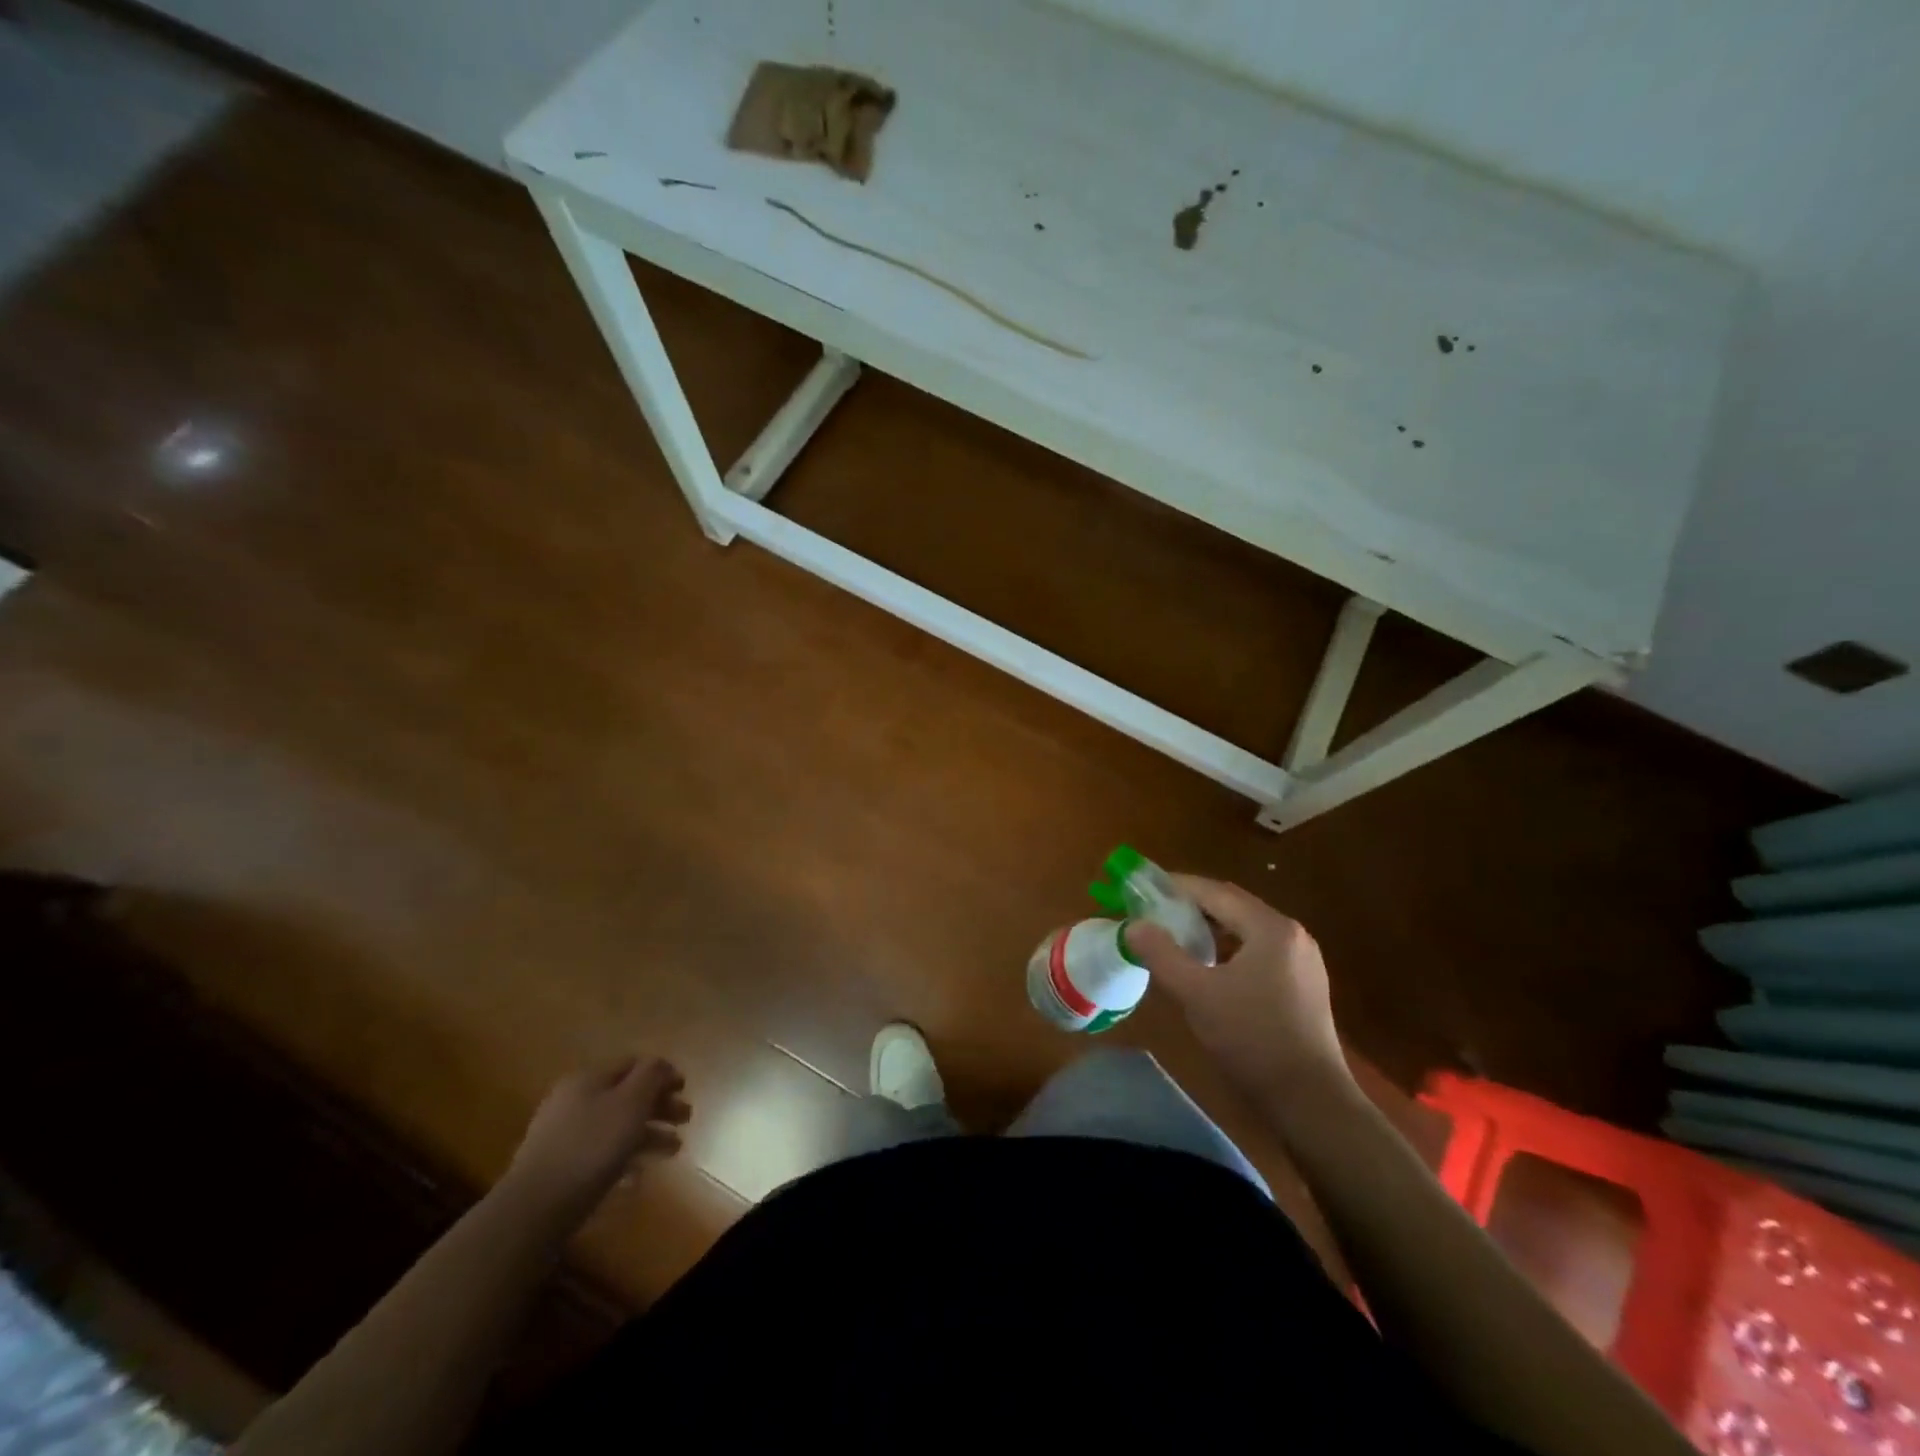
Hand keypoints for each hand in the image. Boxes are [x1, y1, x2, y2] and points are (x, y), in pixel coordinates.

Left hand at [501, 1056, 690, 1228]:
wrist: (533, 1209)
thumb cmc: (590, 1146)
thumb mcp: (631, 1102)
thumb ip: (651, 1076)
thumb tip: (660, 1064)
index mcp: (589, 1078)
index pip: (634, 1064)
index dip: (663, 1073)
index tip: (685, 1090)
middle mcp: (573, 1100)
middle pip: (626, 1095)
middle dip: (659, 1106)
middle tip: (685, 1120)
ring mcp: (563, 1135)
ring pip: (616, 1126)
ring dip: (648, 1134)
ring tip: (673, 1151)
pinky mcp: (559, 1168)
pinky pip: (600, 1153)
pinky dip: (623, 1158)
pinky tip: (638, 1176)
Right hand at [1126, 877, 1351, 1104]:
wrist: (1311, 1102)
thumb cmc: (1252, 1039)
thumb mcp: (1196, 994)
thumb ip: (1161, 954)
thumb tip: (1133, 926)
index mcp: (1270, 928)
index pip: (1214, 892)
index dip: (1176, 887)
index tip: (1143, 889)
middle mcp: (1291, 934)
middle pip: (1232, 907)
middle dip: (1191, 907)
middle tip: (1153, 913)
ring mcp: (1302, 960)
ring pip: (1245, 930)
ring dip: (1210, 929)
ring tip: (1175, 939)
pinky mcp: (1304, 985)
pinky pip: (1258, 951)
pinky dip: (1229, 950)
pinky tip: (1209, 969)